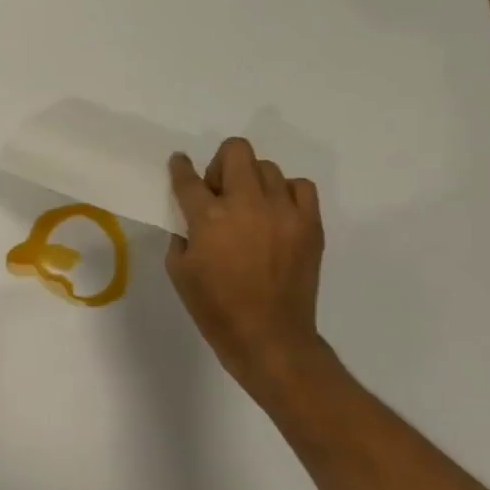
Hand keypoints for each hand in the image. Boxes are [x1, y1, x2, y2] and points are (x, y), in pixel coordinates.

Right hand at [166, 138, 326, 393]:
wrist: (268, 337)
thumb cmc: (215, 308)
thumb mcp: (179, 270)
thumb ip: (182, 234)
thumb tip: (193, 218)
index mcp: (209, 217)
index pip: (188, 178)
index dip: (180, 167)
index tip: (179, 163)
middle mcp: (247, 204)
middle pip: (236, 151)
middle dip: (220, 164)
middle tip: (218, 191)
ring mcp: (283, 212)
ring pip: (267, 167)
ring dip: (251, 180)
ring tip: (249, 207)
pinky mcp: (310, 224)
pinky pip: (301, 187)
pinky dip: (286, 192)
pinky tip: (276, 213)